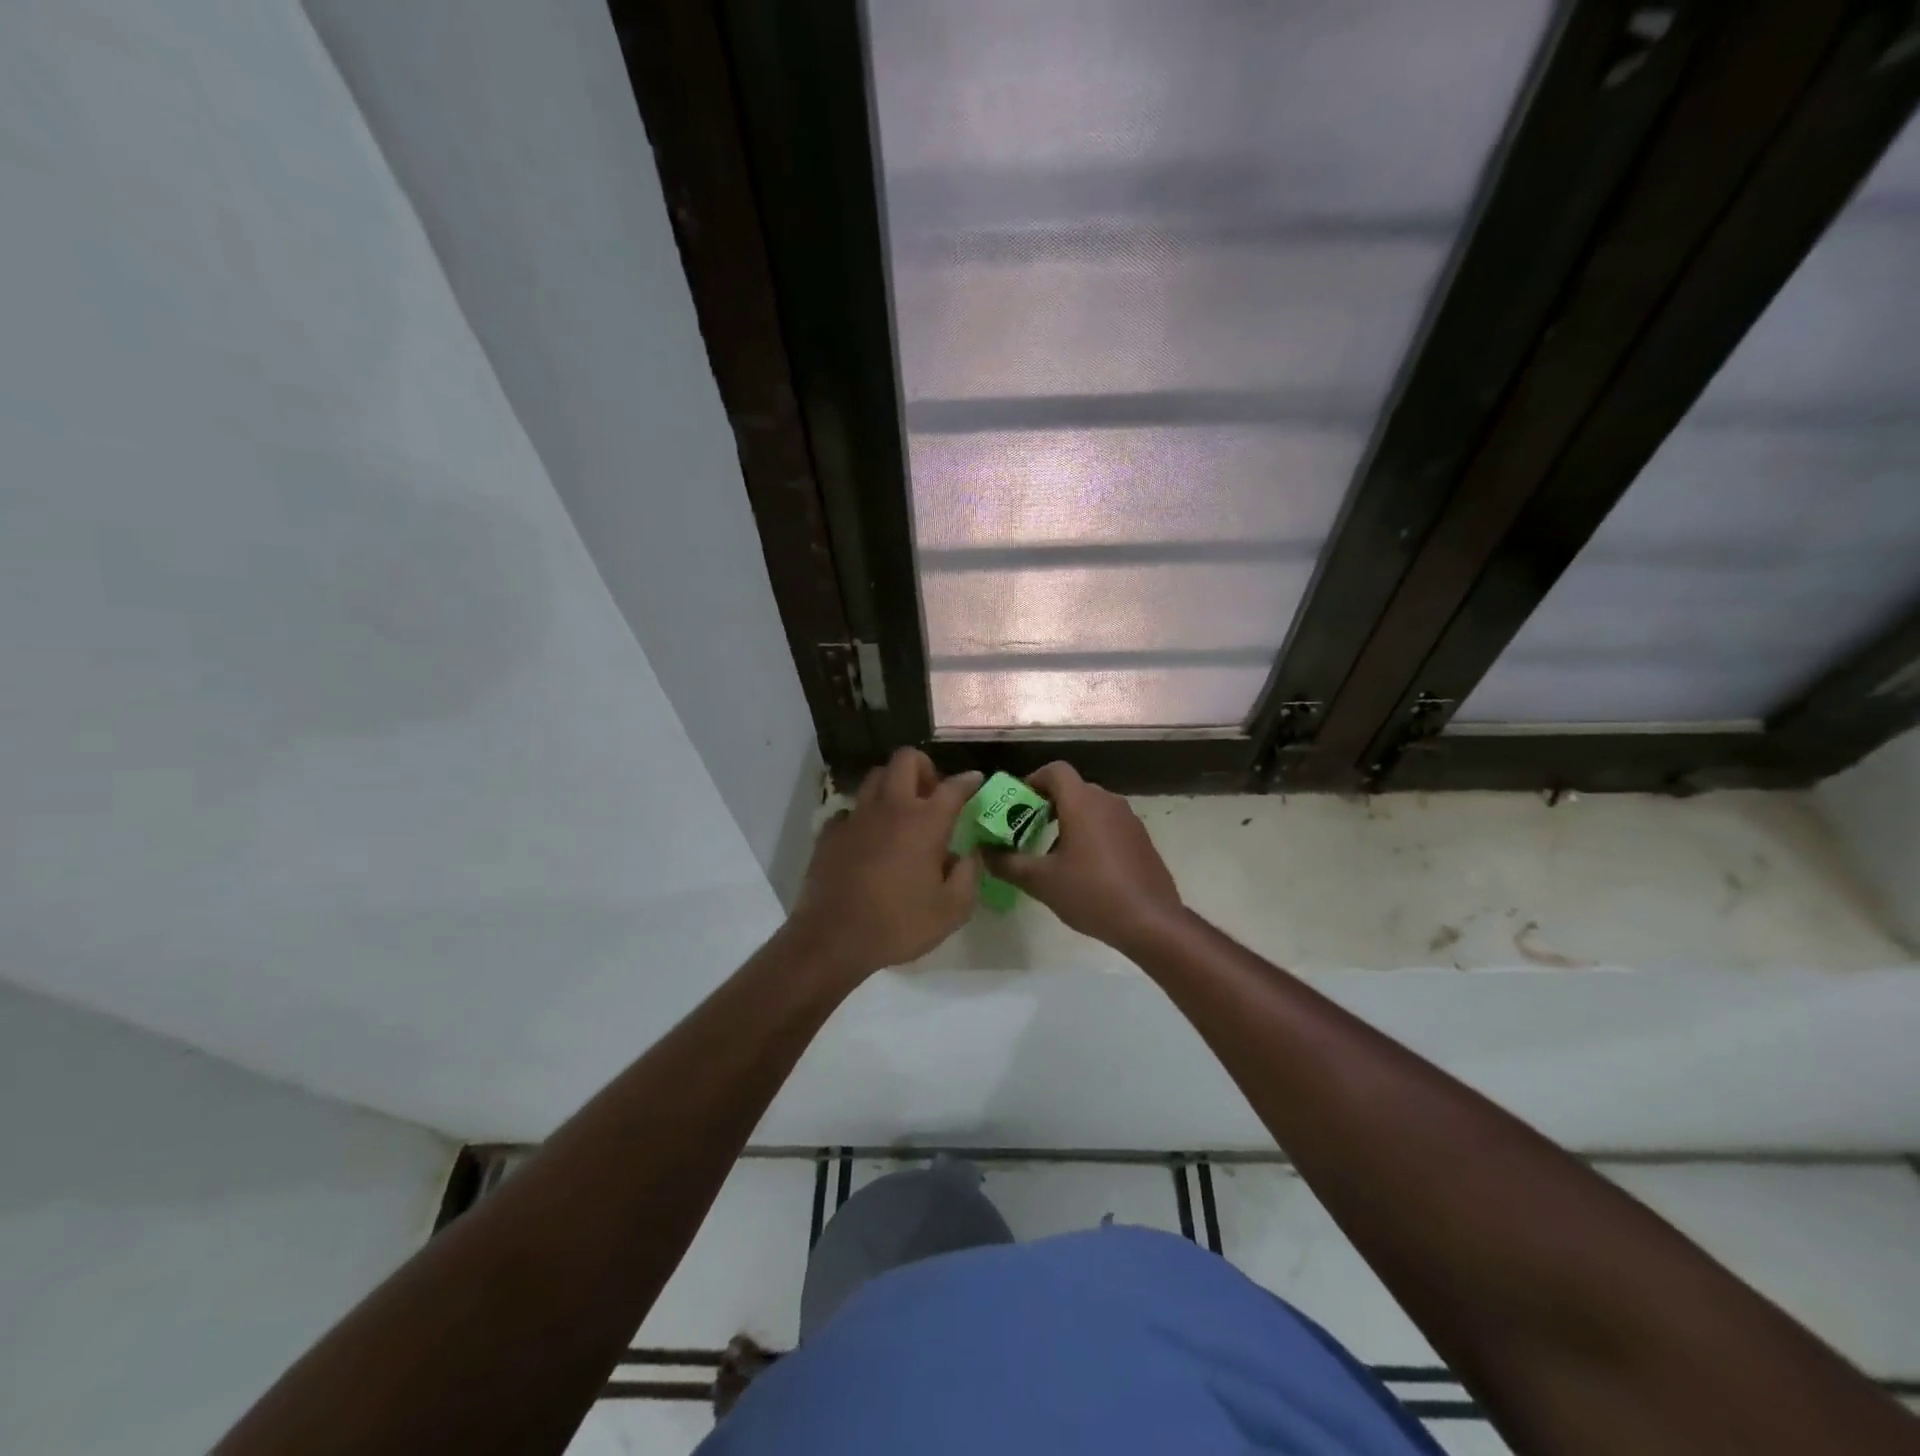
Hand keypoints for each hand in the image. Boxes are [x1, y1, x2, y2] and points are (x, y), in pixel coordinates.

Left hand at [785, 749, 982, 980]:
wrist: (833, 939)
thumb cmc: (899, 925)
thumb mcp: (952, 911)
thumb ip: (968, 876)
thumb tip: (969, 855)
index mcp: (925, 822)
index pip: (953, 786)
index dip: (968, 780)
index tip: (976, 780)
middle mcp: (890, 808)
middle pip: (906, 759)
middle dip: (924, 768)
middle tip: (932, 794)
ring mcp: (856, 817)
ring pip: (875, 777)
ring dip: (893, 785)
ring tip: (901, 812)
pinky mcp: (830, 832)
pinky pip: (850, 810)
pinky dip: (864, 817)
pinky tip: (869, 840)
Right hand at [985, 762, 1184, 951]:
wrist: (1151, 921)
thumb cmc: (1092, 893)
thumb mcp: (1041, 881)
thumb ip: (1008, 863)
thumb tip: (984, 853)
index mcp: (1082, 802)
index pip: (1055, 770)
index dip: (1032, 780)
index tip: (1017, 805)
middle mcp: (1108, 801)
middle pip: (1072, 788)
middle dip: (1046, 804)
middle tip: (1026, 830)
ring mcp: (1128, 819)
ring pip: (1091, 807)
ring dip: (1068, 820)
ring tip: (1051, 852)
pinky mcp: (1141, 838)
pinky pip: (1108, 824)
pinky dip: (1090, 833)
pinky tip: (1083, 867)